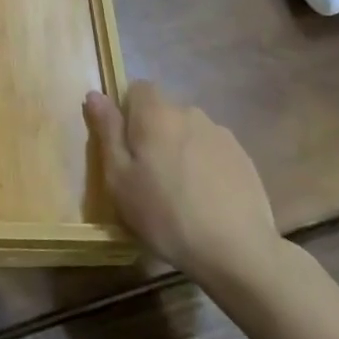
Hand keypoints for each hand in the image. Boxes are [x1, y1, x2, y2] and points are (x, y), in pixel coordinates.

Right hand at [85, 81, 283, 301]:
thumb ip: (107, 131)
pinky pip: (212, 150)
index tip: (126, 146)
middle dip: (153, 132)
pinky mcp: (243, 157)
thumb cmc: (165, 214)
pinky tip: (206, 197)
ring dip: (180, 148)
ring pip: (189, 131)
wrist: (237, 251)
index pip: (137, 88)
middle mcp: (190, 113)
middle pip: (164, 110)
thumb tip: (94, 94)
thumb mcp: (119, 178)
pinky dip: (204, 164)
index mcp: (156, 114)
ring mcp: (221, 134)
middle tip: (148, 174)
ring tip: (180, 190)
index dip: (127, 111)